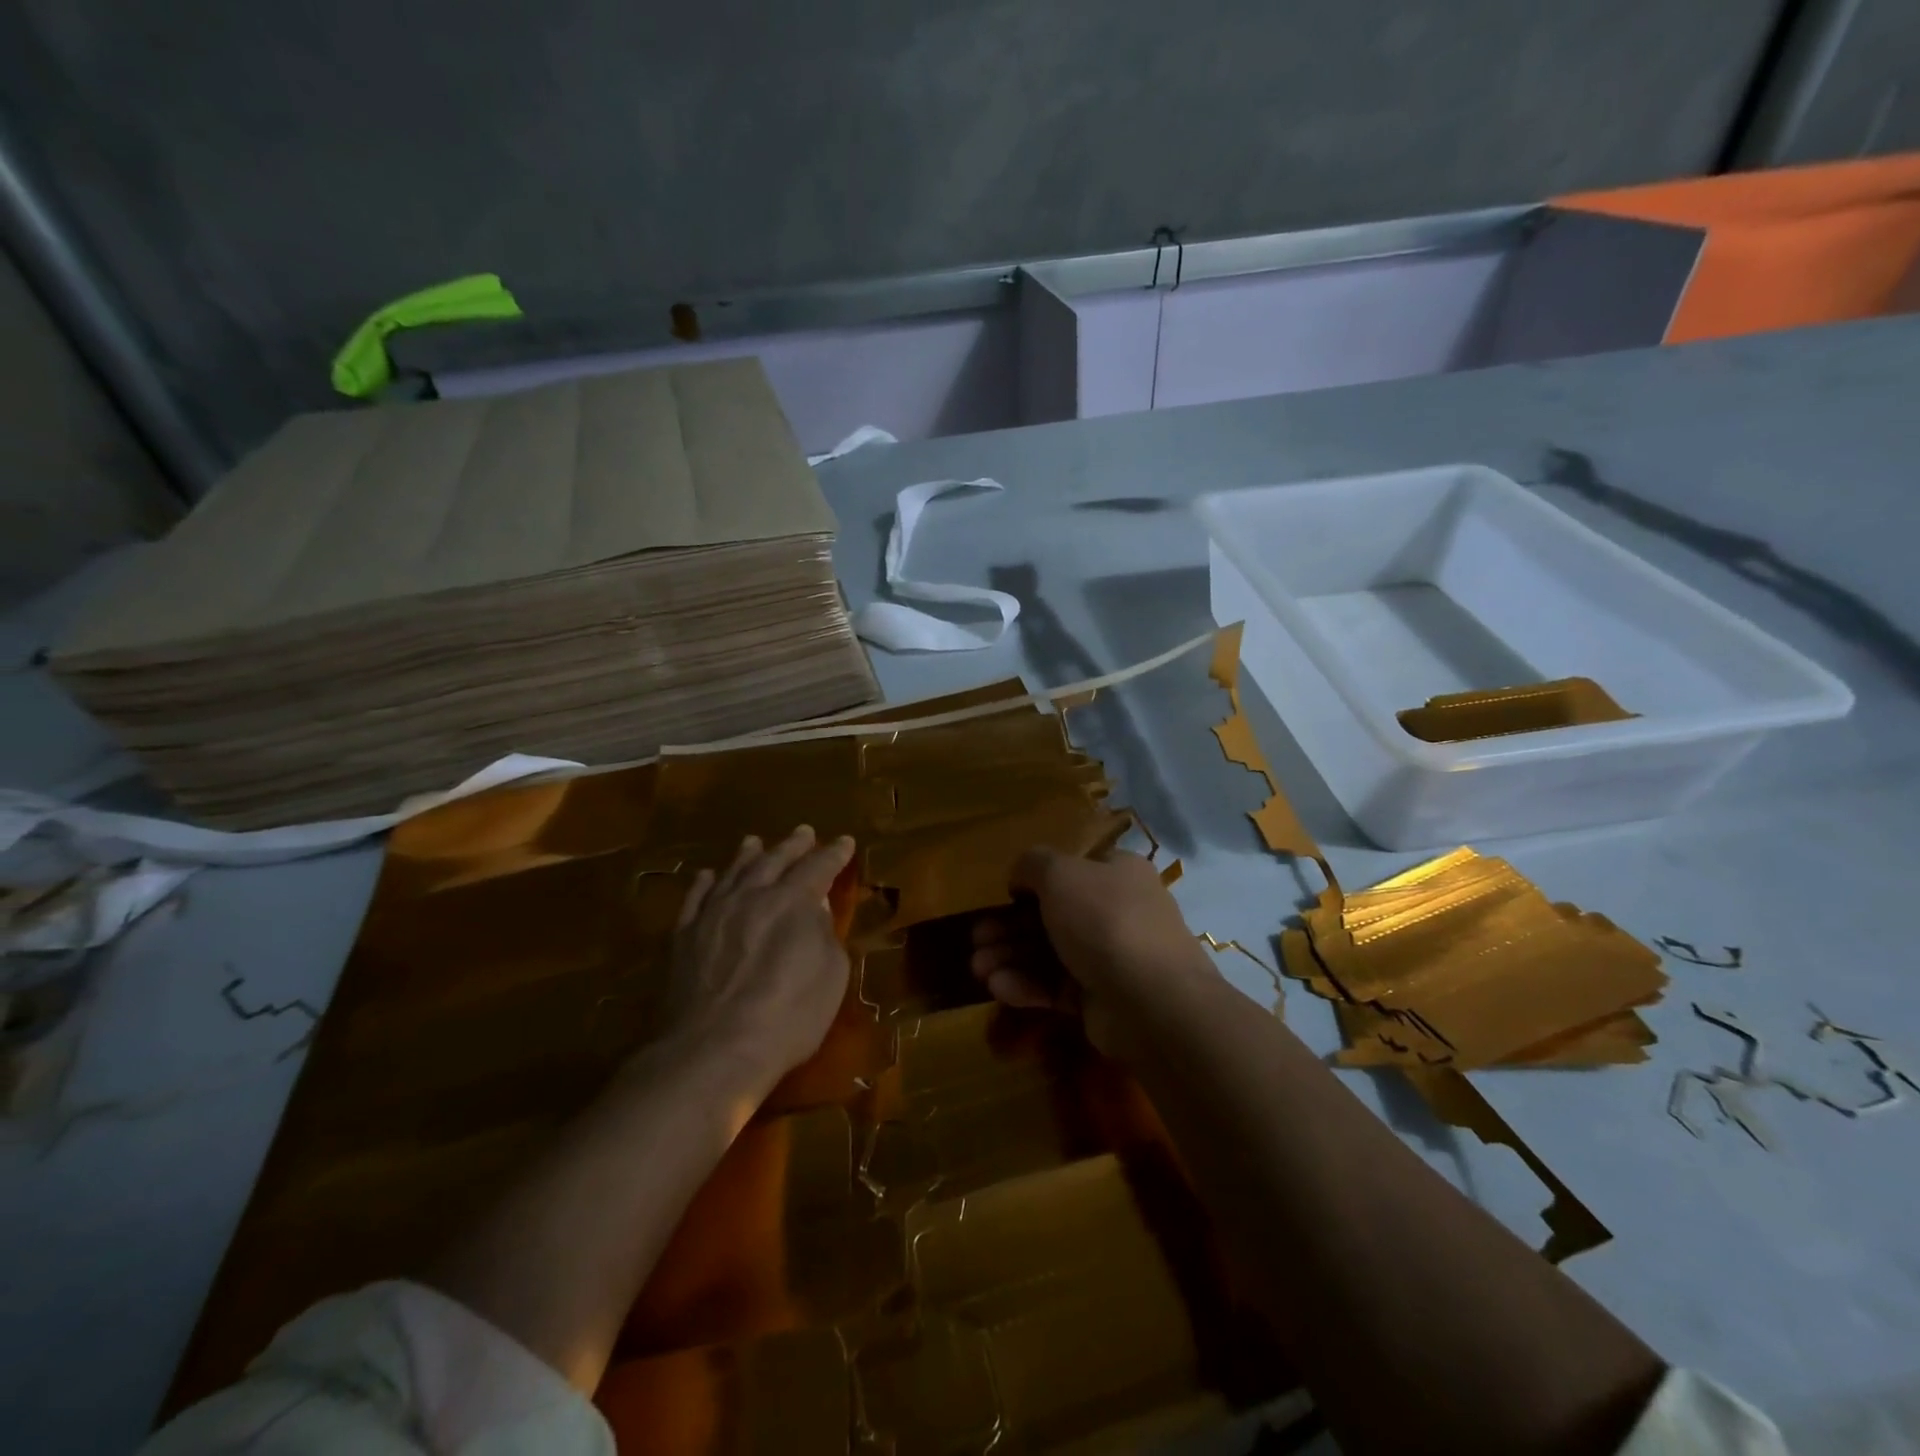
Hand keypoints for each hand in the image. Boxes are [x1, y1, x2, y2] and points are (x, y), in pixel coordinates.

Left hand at [652, 826, 856, 1094]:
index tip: (845, 842)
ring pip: (733, 872)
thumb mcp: (830, 975)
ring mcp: (714, 914)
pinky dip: (704, 883)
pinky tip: (707, 876)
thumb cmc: (788, 1017)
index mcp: (793, 902)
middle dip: (793, 845)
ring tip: (754, 841)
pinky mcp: (684, 937)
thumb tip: (814, 909)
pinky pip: (695, 899)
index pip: (819, 867)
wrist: (714, 1050)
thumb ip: (824, 934)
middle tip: (804, 831)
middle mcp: (752, 896)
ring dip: (747, 855)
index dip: (834, 854)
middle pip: (774, 861)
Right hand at [969, 846, 1219, 1059]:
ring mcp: (1110, 958)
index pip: (1071, 872)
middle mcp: (1116, 912)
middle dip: (1008, 928)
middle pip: (1052, 916)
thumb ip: (1033, 864)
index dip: (1033, 883)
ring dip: (1010, 957)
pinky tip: (999, 987)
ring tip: (977, 968)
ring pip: (1050, 953)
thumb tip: (1021, 878)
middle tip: (976, 939)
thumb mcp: (1060, 873)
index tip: (1004, 897)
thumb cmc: (1105, 920)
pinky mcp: (1100, 999)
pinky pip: (1057, 986)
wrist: (1151, 1000)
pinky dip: (1027, 985)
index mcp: (1117, 874)